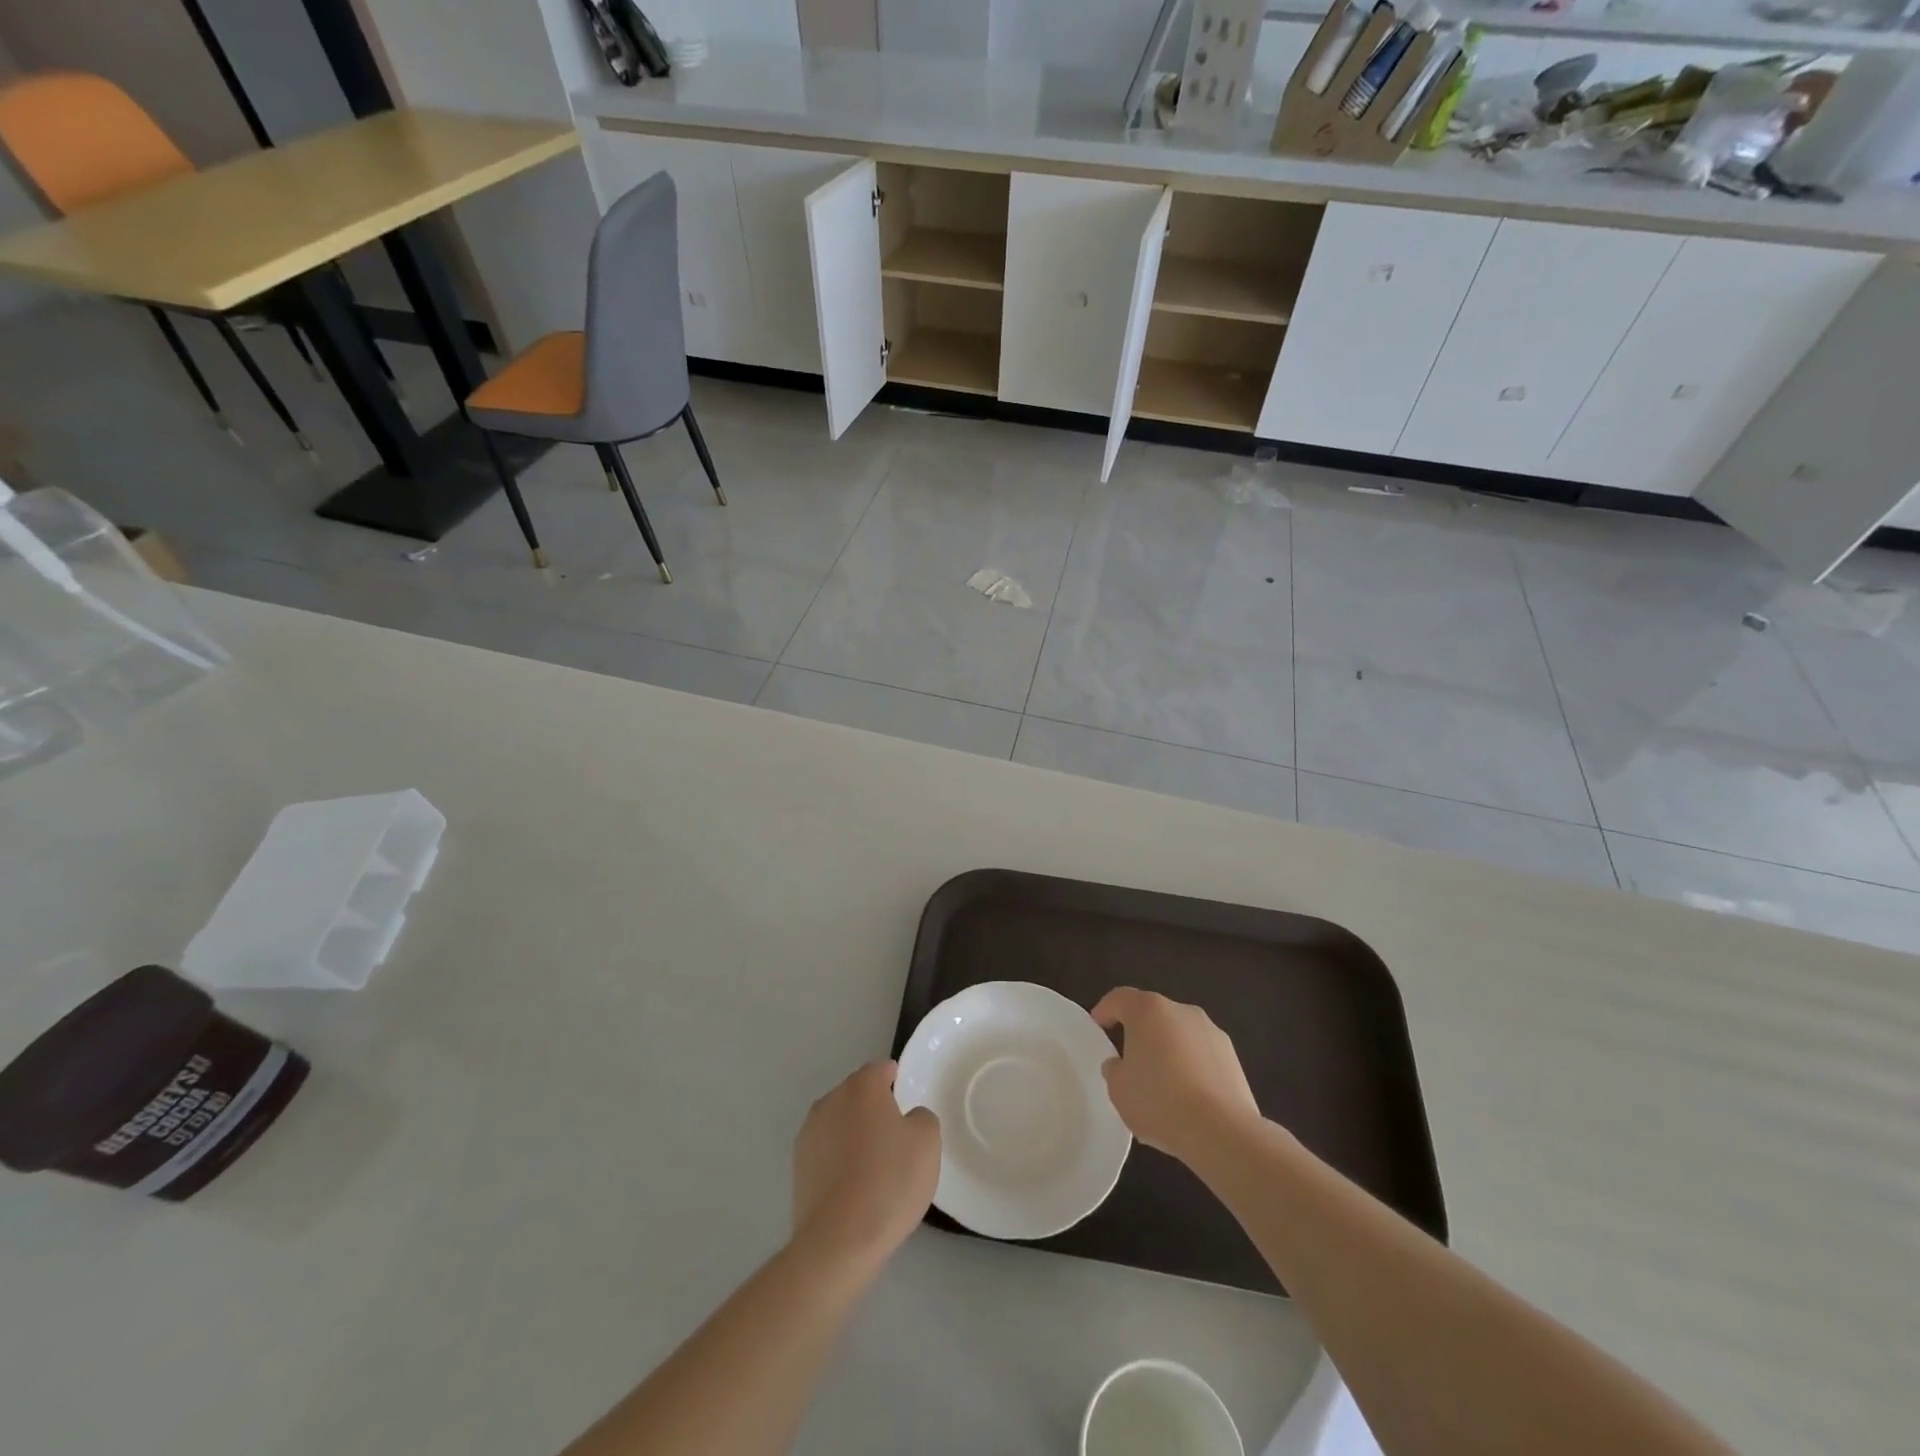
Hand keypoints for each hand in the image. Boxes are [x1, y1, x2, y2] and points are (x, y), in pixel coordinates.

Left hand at [791, 1061, 940, 1273]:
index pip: (881, 1070)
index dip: (896, 1080)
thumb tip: (909, 1118)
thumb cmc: (889, 1181)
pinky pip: (826, 1151)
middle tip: (896, 1136)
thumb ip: (922, 1117)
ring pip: (839, 1122)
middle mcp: (831, 1100)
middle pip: (857, 1094)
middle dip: (874, 1107)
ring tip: (874, 1165)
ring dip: (854, 1133)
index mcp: (862, 1087)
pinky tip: (854, 1186)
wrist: (839, 1241)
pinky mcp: (798, 1166)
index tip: (906, 1099)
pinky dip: (839, 1159)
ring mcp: (809, 1133)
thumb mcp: (927, 1143)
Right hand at [1092, 988, 1261, 1166]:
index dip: (1105, 1010)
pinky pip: (1201, 1056)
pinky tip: (1186, 1099)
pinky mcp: (1233, 1057)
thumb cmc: (1159, 1101)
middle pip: (1153, 1015)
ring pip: (1179, 1035)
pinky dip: (1191, 1068)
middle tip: (1128, 1059)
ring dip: (1167, 1051)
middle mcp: (1181, 1011)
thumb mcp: (1118, 1090)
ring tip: (1161, 1086)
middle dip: (1139, 1032)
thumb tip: (1120, 1064)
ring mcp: (1211, 1032)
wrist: (1222, 1131)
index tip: (1097, 1026)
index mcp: (1148, 1010)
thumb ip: (1114, 1070)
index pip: (1119, 998)